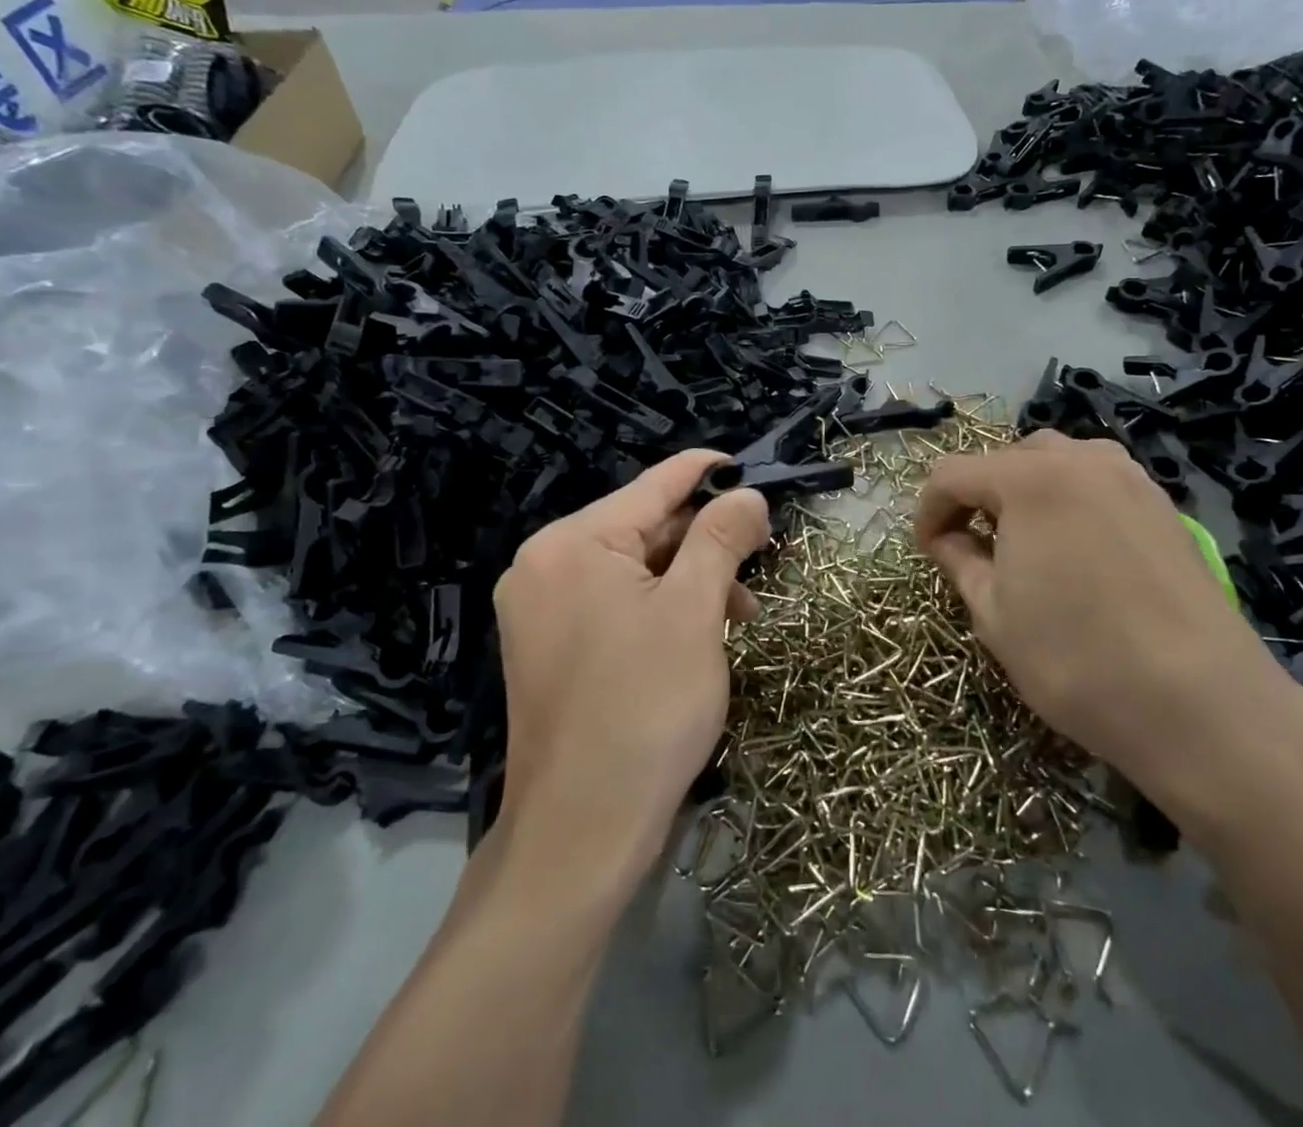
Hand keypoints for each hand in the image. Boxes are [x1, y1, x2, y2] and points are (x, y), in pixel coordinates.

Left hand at [493, 450, 769, 865]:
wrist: (581, 834)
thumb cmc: (645, 709)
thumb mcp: (695, 612)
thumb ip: (721, 539)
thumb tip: (746, 494)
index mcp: (572, 543)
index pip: (652, 486)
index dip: (706, 472)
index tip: (750, 469)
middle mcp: (545, 565)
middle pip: (642, 528)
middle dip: (705, 540)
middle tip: (761, 557)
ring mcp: (541, 609)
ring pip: (633, 569)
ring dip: (690, 580)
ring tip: (741, 613)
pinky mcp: (549, 647)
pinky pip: (615, 603)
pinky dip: (661, 608)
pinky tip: (700, 633)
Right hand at [915, 431, 1302, 827]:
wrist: (1201, 704)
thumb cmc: (1076, 658)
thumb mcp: (993, 614)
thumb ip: (960, 561)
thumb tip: (948, 540)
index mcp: (1028, 478)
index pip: (953, 474)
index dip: (929, 511)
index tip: (928, 551)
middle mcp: (1080, 459)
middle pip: (1007, 459)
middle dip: (979, 495)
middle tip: (975, 546)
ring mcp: (1129, 478)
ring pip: (1057, 462)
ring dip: (1026, 491)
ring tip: (1025, 541)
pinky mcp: (1164, 504)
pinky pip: (1099, 481)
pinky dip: (1071, 500)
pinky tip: (1076, 548)